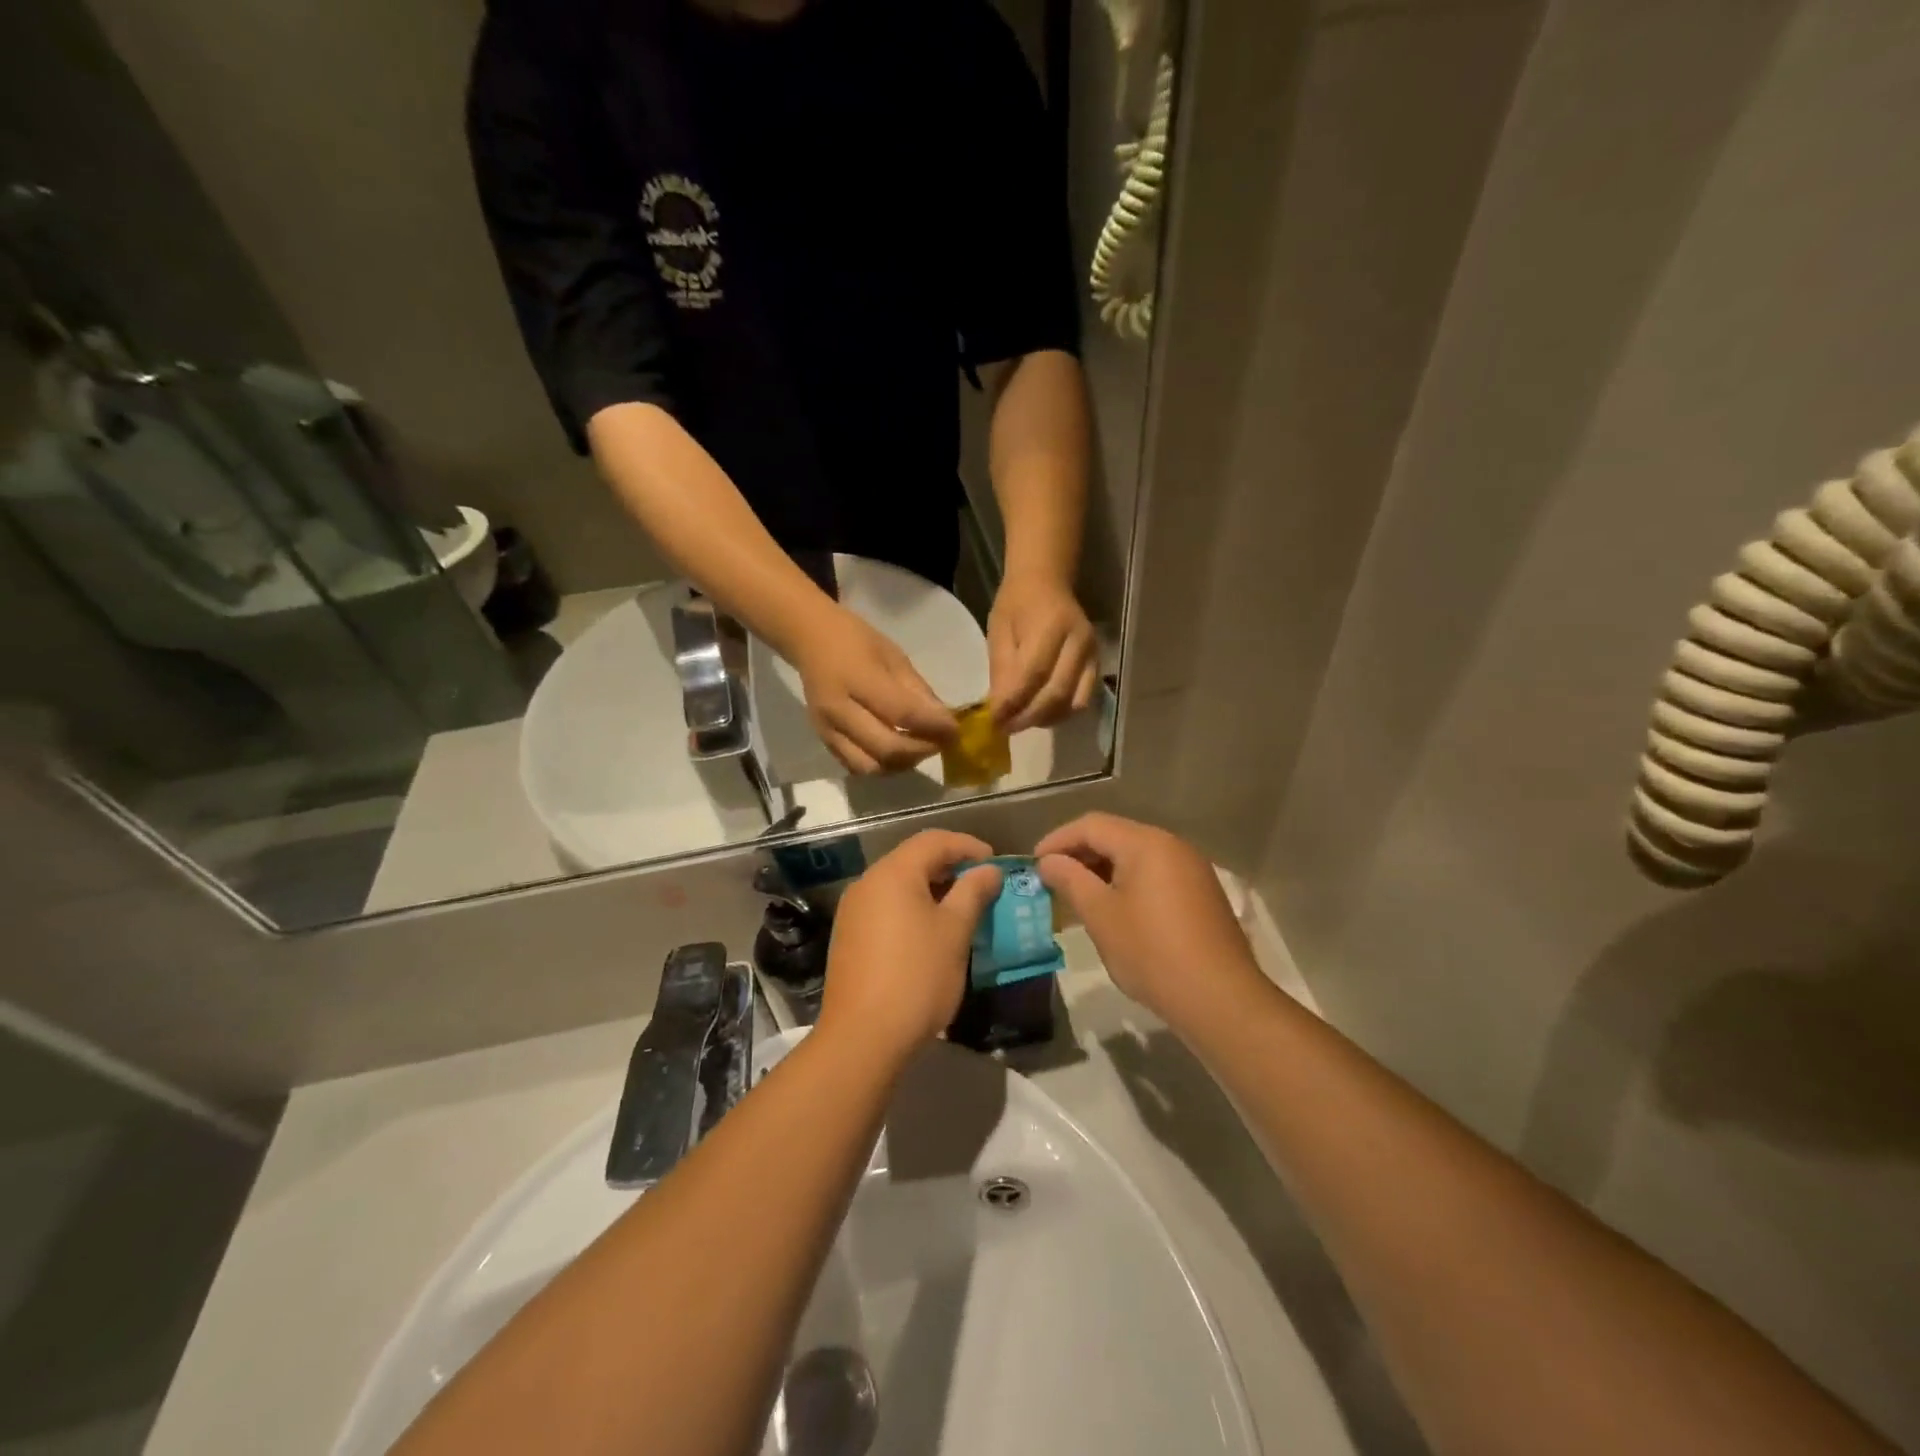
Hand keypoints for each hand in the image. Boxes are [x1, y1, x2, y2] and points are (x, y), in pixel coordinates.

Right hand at [793, 606, 957, 774]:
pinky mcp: (823, 741)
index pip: (902, 713)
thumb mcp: (894, 656)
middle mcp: (838, 710)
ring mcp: (827, 729)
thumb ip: (918, 691)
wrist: (809, 639)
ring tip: (918, 749)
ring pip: (871, 766)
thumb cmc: (856, 640)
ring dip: (901, 764)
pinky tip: (896, 752)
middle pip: (887, 748)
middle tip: (940, 742)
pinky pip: (855, 766)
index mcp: (857, 679)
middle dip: (922, 750)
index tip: (954, 730)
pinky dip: (881, 765)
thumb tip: (944, 721)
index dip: (934, 726)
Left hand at [818, 831, 1002, 1059]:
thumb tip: (989, 870)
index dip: (967, 845)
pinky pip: (886, 907)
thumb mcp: (954, 932)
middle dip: (950, 867)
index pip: (933, 840)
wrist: (862, 1038)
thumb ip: (972, 892)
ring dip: (932, 889)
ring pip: (899, 885)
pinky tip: (931, 933)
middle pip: (913, 859)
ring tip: (962, 910)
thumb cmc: (916, 977)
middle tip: (982, 886)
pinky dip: (912, 909)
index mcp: (893, 873)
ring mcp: (853, 911)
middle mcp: (867, 883)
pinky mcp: (849, 937)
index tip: (995, 863)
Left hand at [987, 572, 1097, 730]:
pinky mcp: (1097, 664)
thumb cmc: (1017, 604)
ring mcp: (1092, 654)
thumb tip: (999, 710)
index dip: (1013, 702)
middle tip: (1006, 728)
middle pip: (1057, 693)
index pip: (1033, 674)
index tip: (994, 720)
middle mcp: (1078, 642)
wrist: (1047, 581)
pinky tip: (1041, 713)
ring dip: (1046, 718)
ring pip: (1073, 702)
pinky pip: (1083, 699)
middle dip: (1029, 717)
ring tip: (1022, 721)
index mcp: (1051, 626)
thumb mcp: (999, 631)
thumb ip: (1001, 670)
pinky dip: (1061, 712)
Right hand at [1036, 813, 1263, 1026]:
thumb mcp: (1101, 915)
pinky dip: (1127, 883)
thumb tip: (1049, 861)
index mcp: (1146, 843)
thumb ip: (1070, 880)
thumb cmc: (1151, 953)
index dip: (1057, 841)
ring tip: (1077, 897)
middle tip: (1051, 881)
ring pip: (1136, 856)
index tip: (1033, 865)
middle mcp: (1172, 845)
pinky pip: (1155, 874)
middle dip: (1079, 855)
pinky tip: (1113, 910)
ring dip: (1102, 870)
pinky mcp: (1201, 893)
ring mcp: (1191, 869)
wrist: (1220, 999)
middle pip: (1115, 836)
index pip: (1091, 825)